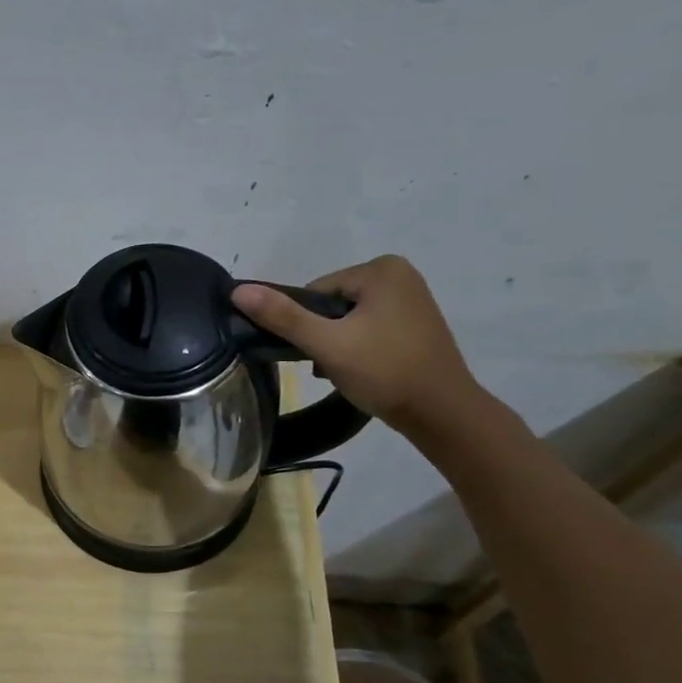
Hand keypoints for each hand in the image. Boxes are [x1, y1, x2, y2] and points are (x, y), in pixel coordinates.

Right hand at [231, 255, 483, 435]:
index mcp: (381, 269)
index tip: (318, 352)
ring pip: (349, 318)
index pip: (316, 292)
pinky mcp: (416, 322)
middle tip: (331, 366)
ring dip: (339, 344)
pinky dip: (360, 347)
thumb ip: (283, 316)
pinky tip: (364, 371)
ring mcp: (412, 298)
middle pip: (332, 304)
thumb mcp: (328, 344)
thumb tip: (238, 290)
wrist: (443, 414)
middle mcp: (400, 274)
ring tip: (347, 371)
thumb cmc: (385, 371)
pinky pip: (370, 327)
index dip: (307, 324)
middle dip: (324, 335)